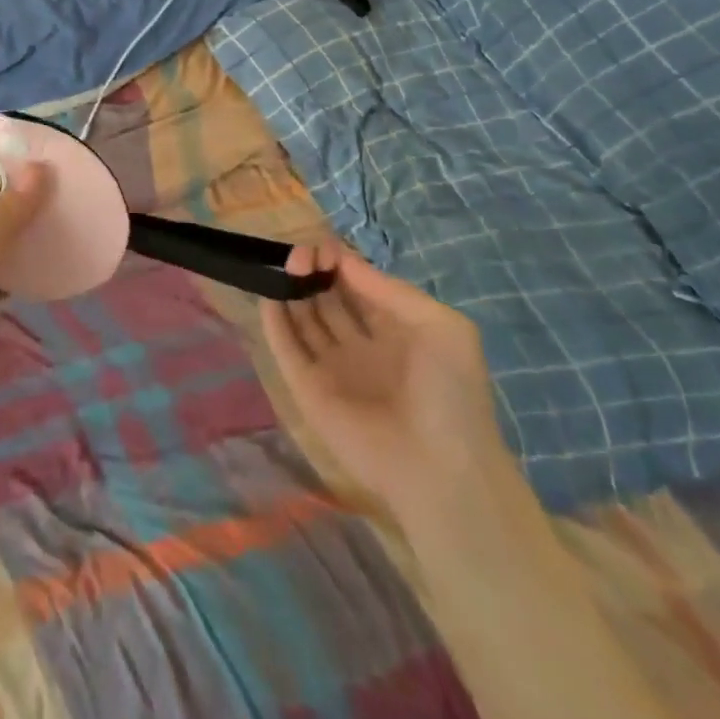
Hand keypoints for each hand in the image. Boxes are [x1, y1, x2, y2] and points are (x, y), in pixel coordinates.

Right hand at [261, 240, 509, 518]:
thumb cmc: (450, 393)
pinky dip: (274, 321)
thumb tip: (342, 261)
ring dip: (292, 289)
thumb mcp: (441, 326)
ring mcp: (332, 367)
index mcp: (396, 330)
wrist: (441, 470)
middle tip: (300, 256)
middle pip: (327, 296)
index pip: (357, 284)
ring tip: (285, 268)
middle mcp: (361, 345)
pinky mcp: (307, 389)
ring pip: (303, 318)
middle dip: (313, 270)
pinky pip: (285, 348)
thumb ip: (388, 290)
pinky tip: (269, 295)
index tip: (323, 248)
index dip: (339, 261)